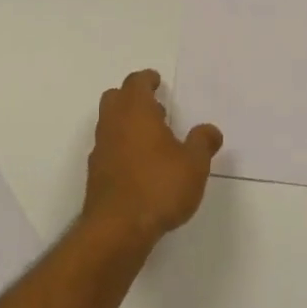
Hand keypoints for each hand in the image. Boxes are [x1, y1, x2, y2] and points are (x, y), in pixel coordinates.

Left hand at [82, 70, 222, 245]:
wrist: (118, 228)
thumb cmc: (159, 187)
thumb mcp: (194, 164)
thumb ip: (202, 143)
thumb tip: (210, 131)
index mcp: (135, 112)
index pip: (135, 83)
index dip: (147, 79)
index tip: (156, 80)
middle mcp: (113, 124)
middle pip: (115, 98)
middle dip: (133, 97)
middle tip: (156, 107)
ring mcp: (101, 149)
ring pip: (109, 123)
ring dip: (127, 122)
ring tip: (153, 137)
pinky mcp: (96, 173)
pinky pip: (108, 147)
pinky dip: (121, 145)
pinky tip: (140, 163)